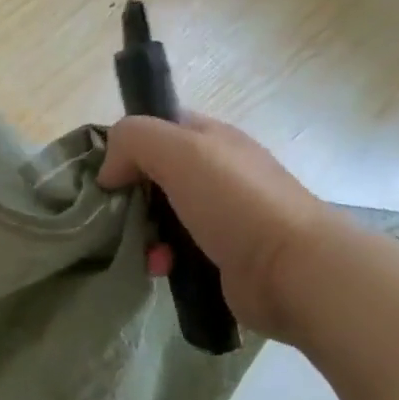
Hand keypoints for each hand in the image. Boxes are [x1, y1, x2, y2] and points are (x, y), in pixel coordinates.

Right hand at [98, 113, 340, 341]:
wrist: (294, 271)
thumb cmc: (236, 202)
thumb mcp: (178, 150)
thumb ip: (132, 140)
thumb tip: (108, 171)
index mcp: (209, 139)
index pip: (155, 128)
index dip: (125, 144)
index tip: (104, 170)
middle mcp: (214, 172)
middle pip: (150, 175)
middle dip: (126, 194)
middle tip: (112, 213)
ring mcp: (218, 215)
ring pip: (157, 215)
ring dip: (139, 230)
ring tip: (139, 246)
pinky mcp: (217, 255)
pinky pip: (172, 250)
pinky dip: (159, 257)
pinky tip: (159, 267)